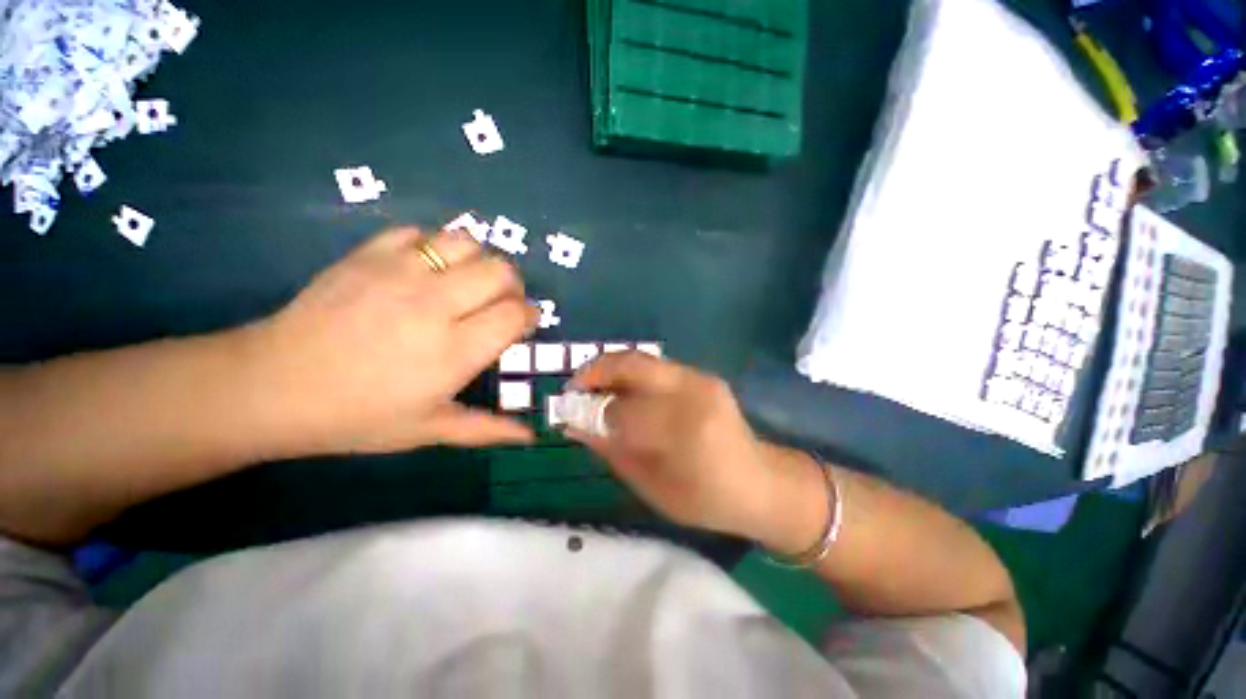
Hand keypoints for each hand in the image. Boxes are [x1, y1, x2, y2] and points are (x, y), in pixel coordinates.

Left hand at [247, 227, 538, 456]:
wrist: (272, 387)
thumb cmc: (358, 417)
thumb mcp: (429, 430)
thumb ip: (487, 430)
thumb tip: (532, 437)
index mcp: (455, 351)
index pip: (515, 313)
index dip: (528, 315)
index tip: (521, 324)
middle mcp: (435, 305)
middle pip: (500, 271)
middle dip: (511, 285)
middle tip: (497, 303)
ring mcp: (399, 273)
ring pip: (466, 243)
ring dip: (477, 261)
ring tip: (465, 283)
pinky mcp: (367, 255)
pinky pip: (419, 233)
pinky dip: (433, 247)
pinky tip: (424, 270)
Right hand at [567, 352, 784, 538]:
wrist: (760, 482)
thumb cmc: (706, 499)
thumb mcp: (652, 487)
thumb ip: (611, 451)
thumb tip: (573, 425)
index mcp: (684, 429)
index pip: (622, 409)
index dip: (589, 410)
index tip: (567, 413)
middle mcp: (693, 392)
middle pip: (632, 364)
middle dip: (594, 370)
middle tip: (574, 387)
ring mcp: (701, 378)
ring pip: (642, 360)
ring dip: (611, 370)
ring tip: (594, 390)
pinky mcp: (703, 375)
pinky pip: (656, 368)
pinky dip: (631, 375)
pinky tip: (623, 393)